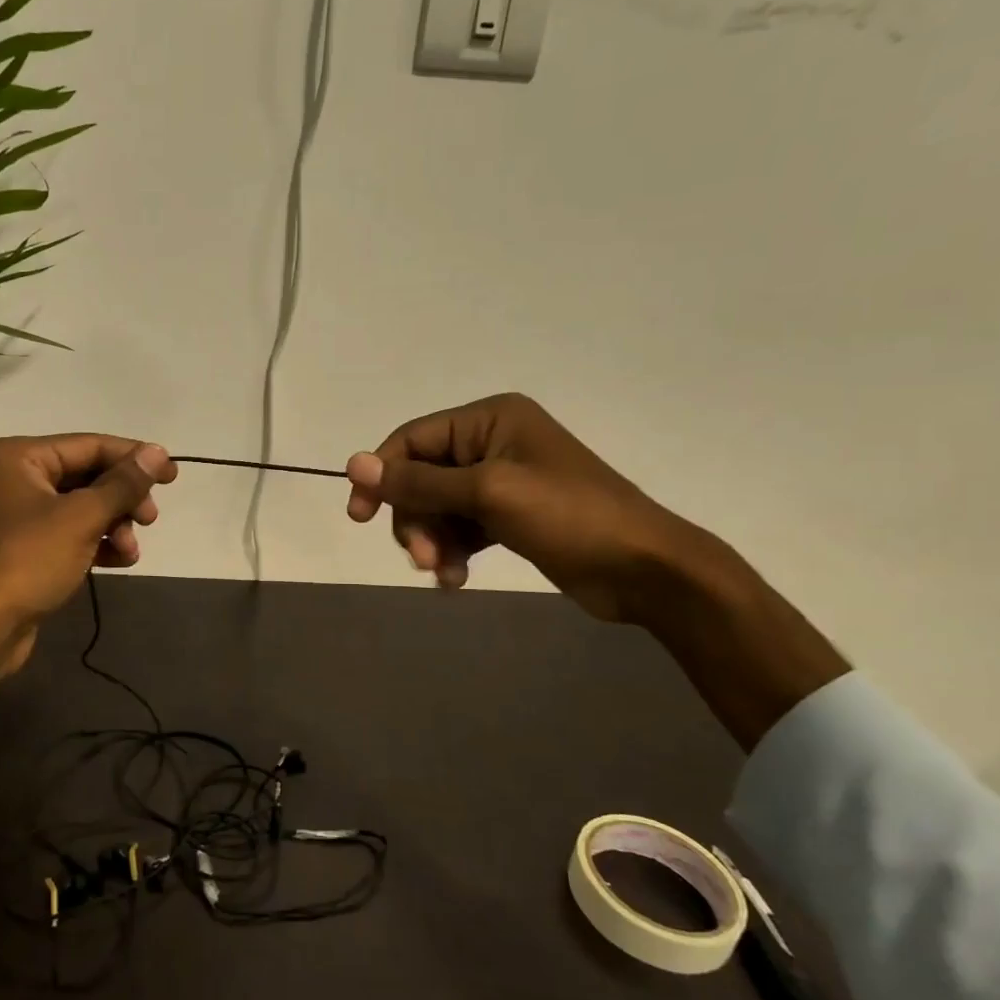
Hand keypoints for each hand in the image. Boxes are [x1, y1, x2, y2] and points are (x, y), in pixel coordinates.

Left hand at [0, 436, 176, 748]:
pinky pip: (73, 533)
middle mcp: (18, 477)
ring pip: (84, 507)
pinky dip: (98, 542)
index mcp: (21, 456)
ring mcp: (22, 514)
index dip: (134, 458)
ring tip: (131, 551)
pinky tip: (119, 560)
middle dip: (123, 499)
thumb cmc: (28, 561)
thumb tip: (158, 452)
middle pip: (89, 476)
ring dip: (115, 525)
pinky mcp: (28, 547)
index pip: (90, 445)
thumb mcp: (82, 517)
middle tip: (150, 519)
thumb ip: (123, 484)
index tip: (173, 475)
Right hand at [345, 393, 847, 747]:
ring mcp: (502, 482)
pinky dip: (453, 552)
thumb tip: (354, 462)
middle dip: (416, 517)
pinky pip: (461, 529)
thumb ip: (419, 481)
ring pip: (438, 507)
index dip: (381, 475)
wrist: (644, 570)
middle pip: (421, 477)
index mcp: (490, 420)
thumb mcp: (487, 493)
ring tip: (443, 572)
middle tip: (422, 557)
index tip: (358, 516)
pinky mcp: (509, 517)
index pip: (412, 439)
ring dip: (433, 540)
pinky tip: (456, 579)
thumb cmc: (568, 517)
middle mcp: (492, 443)